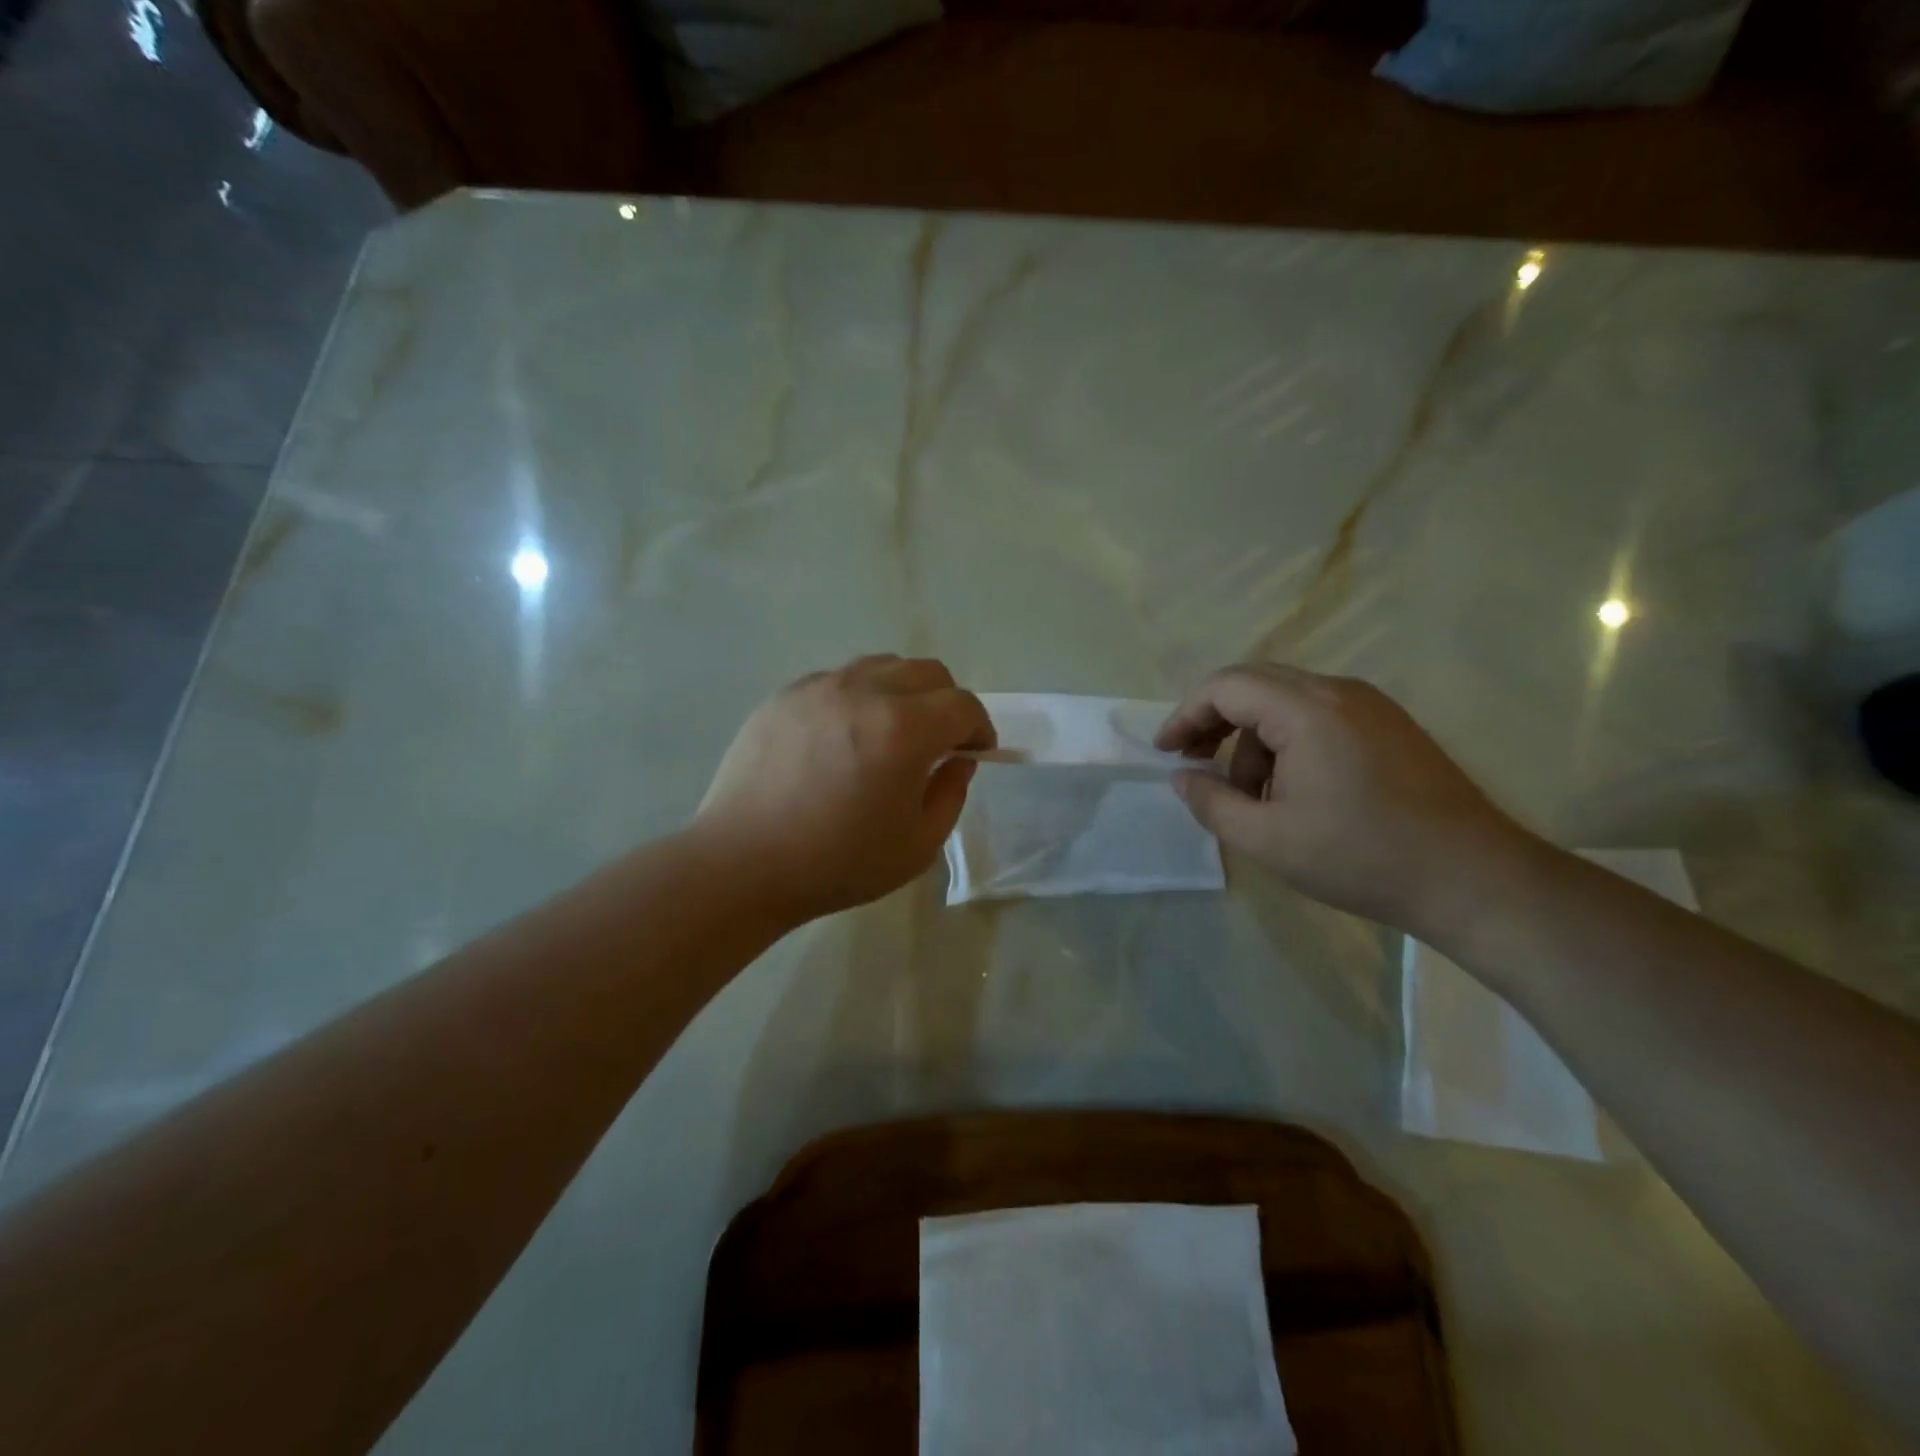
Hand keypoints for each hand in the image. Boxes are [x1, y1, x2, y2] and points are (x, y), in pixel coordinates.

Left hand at [692, 656, 994, 923]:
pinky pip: (838, 679)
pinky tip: (842, 738)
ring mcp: (820, 687)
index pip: (963, 705)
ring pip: (882, 666)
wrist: (742, 862)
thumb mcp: (917, 846)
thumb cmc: (837, 862)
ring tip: (890, 733)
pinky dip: (858, 698)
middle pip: (927, 672)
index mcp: (904, 729)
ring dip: (903, 692)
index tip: (976, 753)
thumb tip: (958, 759)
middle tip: (938, 742)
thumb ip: (951, 794)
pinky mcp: (785, 695)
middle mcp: (865, 692)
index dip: (980, 728)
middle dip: (947, 702)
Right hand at [1155, 664, 1531, 935]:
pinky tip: (1294, 791)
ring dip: (1254, 740)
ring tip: (1253, 798)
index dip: (1186, 715)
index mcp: (1307, 710)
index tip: (1166, 753)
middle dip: (1216, 722)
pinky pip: (1319, 716)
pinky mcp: (1390, 726)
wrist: (1473, 879)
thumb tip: (1182, 778)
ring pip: (1286, 702)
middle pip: (1255, 684)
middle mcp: (1338, 692)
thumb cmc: (1361, 857)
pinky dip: (1288, 743)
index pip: (1226, 686)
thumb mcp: (1268, 839)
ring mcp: (1371, 706)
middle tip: (1196, 764)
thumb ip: (1212, 803)